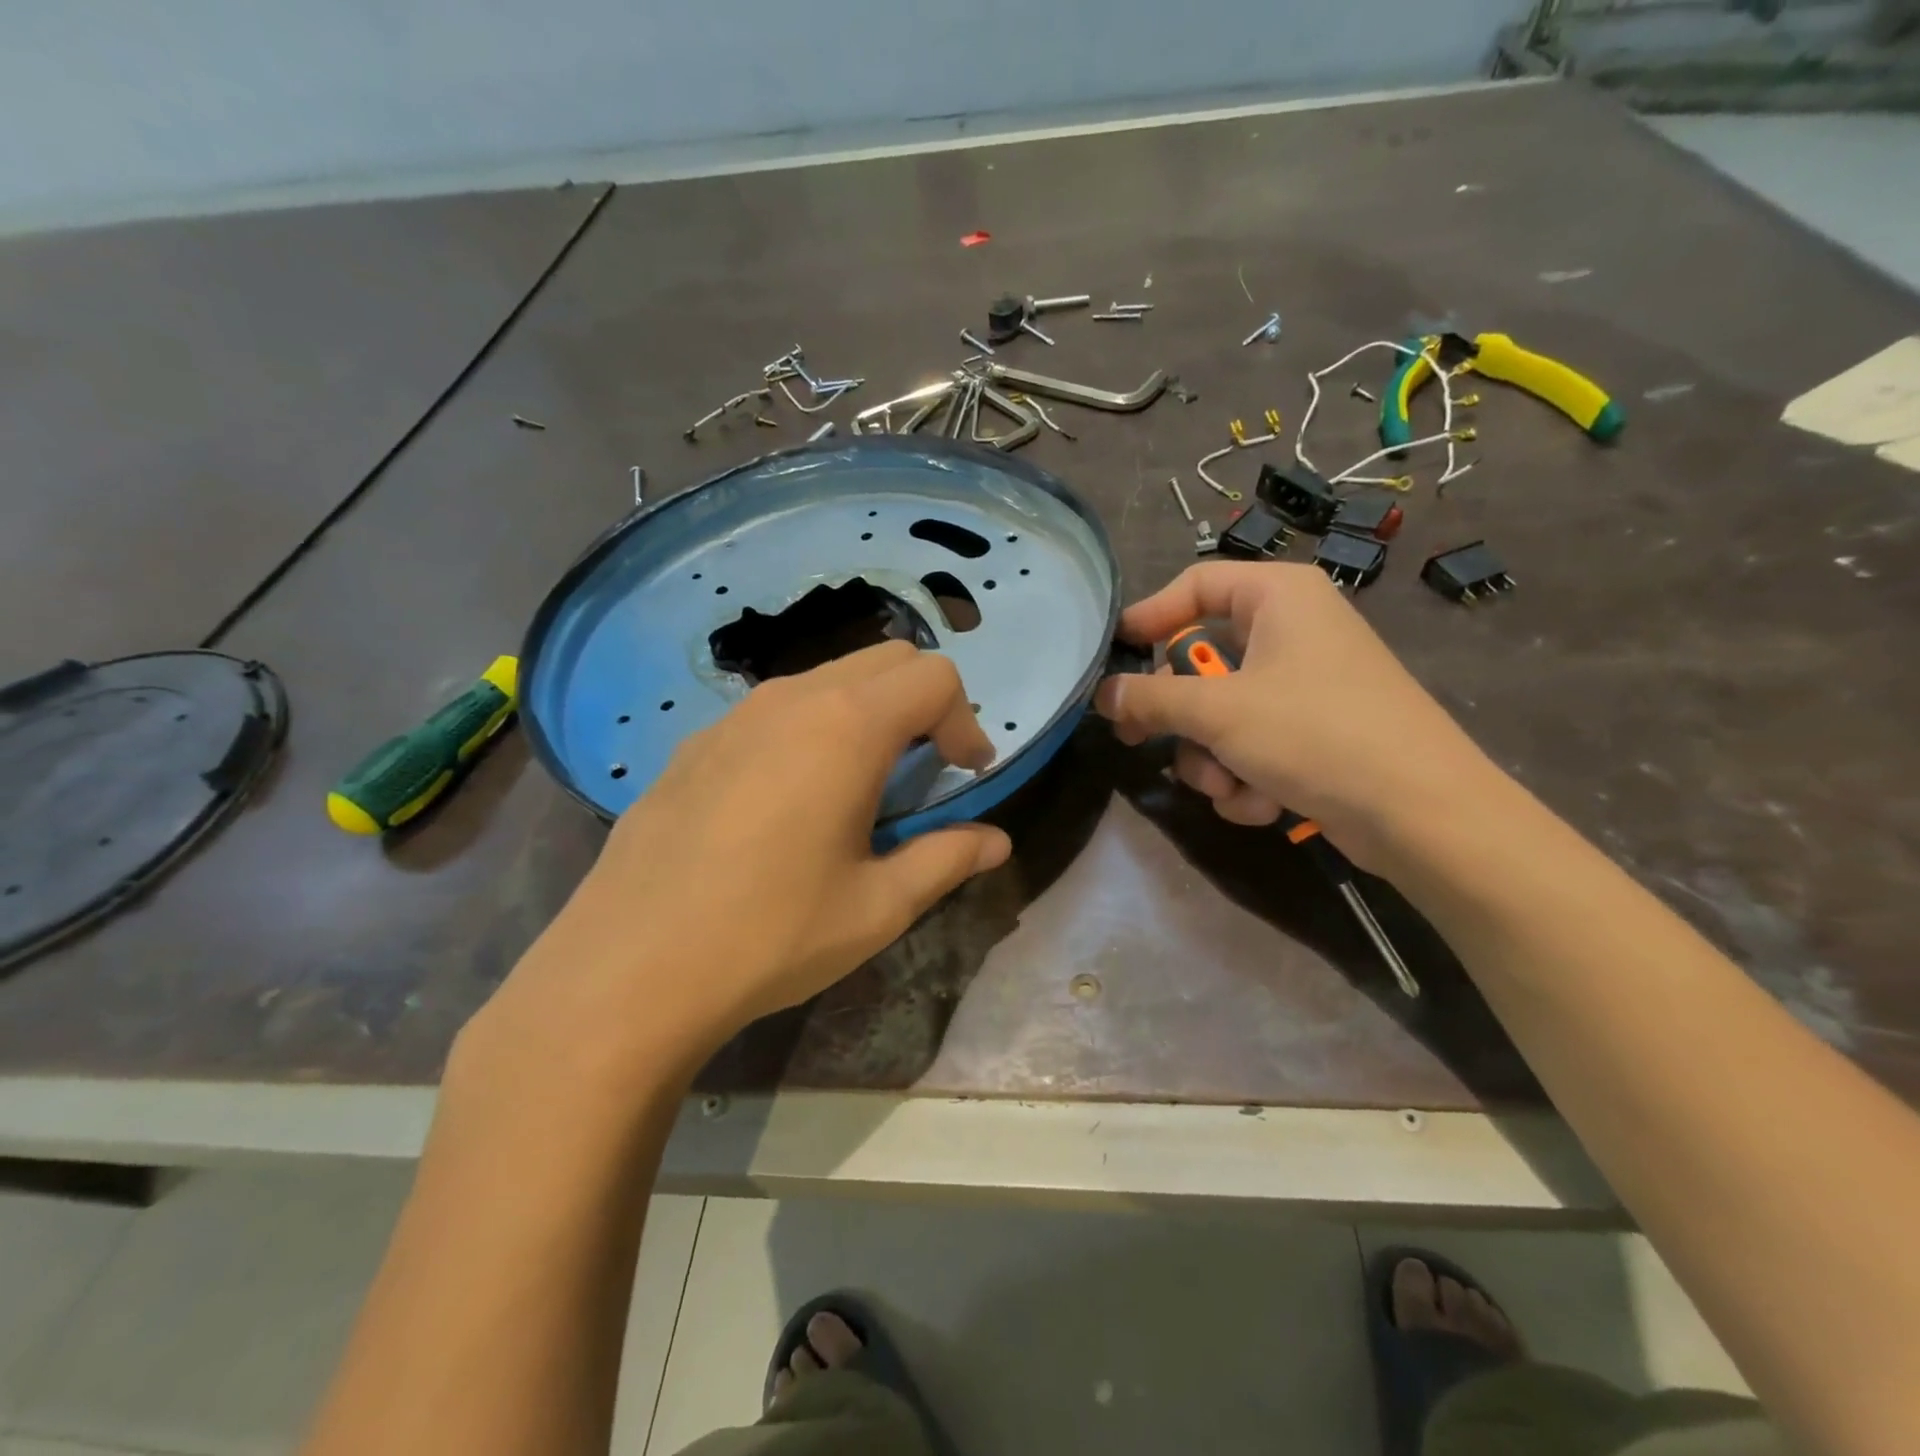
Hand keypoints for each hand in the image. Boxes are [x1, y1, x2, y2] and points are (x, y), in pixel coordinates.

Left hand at [468, 642, 1010, 1084]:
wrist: (628, 969)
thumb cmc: (771, 935)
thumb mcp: (878, 907)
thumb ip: (946, 860)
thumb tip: (997, 842)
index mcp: (847, 727)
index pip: (935, 677)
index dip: (966, 721)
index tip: (965, 776)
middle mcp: (792, 700)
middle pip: (885, 661)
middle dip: (923, 704)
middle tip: (925, 771)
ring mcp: (734, 716)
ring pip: (827, 680)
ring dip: (866, 714)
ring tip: (859, 787)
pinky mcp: (695, 743)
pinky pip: (774, 711)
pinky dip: (811, 730)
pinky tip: (788, 803)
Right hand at [1094, 562, 1497, 869]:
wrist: (1421, 814)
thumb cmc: (1315, 734)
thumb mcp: (1218, 712)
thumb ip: (1150, 700)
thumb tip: (1101, 695)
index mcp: (1279, 597)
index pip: (1195, 585)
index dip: (1148, 616)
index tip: (1112, 654)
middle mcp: (1293, 632)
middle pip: (1202, 660)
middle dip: (1181, 716)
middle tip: (1140, 740)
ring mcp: (1306, 686)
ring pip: (1222, 714)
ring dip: (1211, 759)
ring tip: (1228, 786)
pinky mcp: (1315, 735)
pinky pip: (1252, 746)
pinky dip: (1246, 777)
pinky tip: (1264, 803)